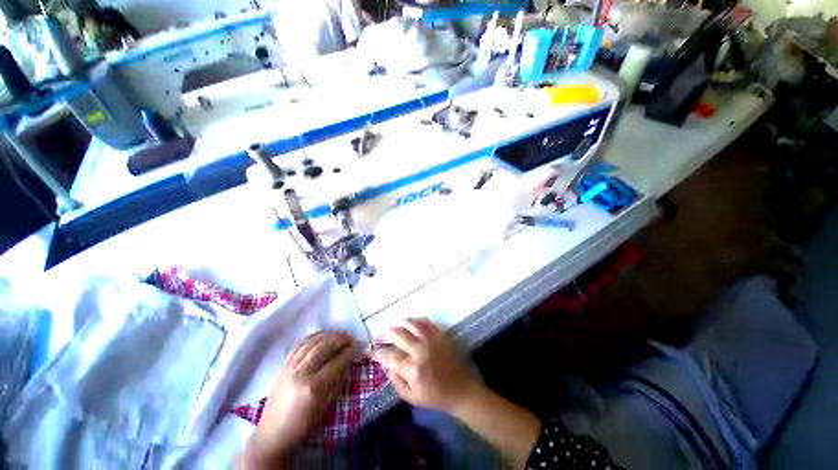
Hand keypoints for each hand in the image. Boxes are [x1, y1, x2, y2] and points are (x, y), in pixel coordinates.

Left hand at [248, 331, 356, 465]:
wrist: (272, 433)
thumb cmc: (302, 425)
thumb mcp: (325, 407)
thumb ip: (338, 383)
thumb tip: (349, 364)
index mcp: (313, 387)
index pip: (337, 362)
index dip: (350, 352)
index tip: (359, 346)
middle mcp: (301, 373)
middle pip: (324, 347)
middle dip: (340, 339)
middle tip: (350, 337)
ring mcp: (290, 367)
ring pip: (311, 343)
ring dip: (328, 335)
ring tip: (338, 334)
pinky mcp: (283, 366)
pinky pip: (299, 345)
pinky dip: (312, 337)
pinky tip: (321, 336)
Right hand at [371, 318, 479, 413]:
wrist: (462, 389)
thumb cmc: (436, 397)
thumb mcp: (411, 397)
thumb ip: (395, 381)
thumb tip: (385, 364)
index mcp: (413, 369)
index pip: (389, 356)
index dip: (378, 353)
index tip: (371, 351)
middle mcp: (420, 350)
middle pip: (397, 335)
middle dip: (385, 335)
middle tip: (380, 338)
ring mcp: (431, 339)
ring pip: (410, 323)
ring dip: (398, 324)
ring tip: (392, 328)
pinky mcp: (440, 334)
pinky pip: (424, 322)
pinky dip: (414, 320)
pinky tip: (409, 324)